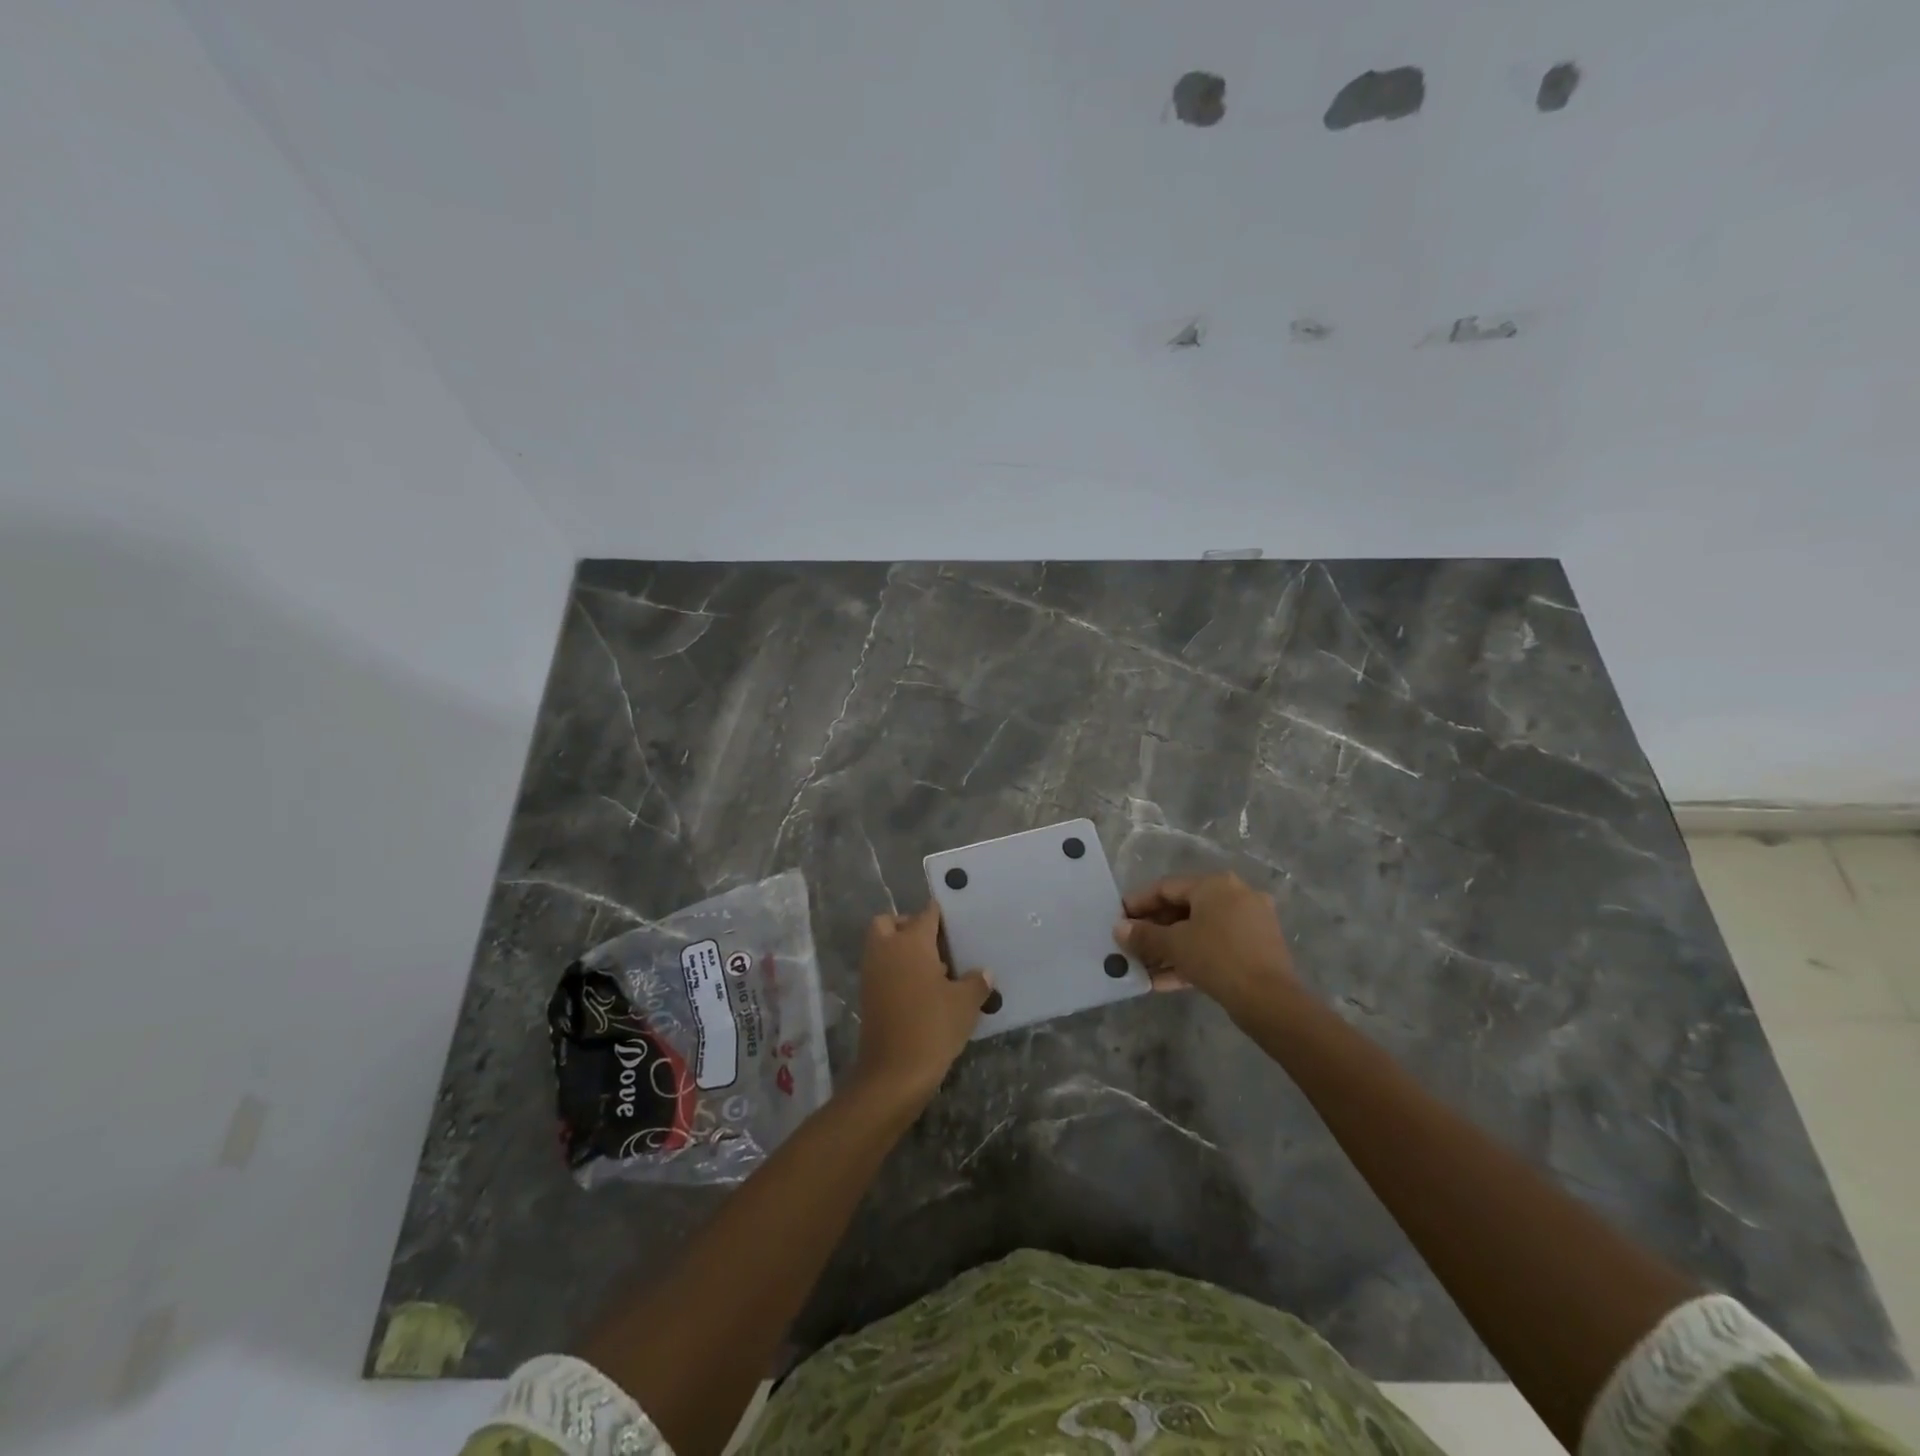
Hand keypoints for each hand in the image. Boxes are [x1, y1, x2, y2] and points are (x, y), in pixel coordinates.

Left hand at [851, 903, 991, 1107]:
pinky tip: (922, 991)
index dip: (941, 914)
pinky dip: (896, 971)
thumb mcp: (965, 1003)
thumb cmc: (933, 1027)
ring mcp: (872, 973)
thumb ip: (976, 982)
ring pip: (882, 946)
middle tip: (937, 945)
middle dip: (910, 926)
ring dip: (901, 950)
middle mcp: (886, 949)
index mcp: (911, 942)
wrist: (894, 1073)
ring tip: (934, 971)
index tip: (957, 922)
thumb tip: (984, 973)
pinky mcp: (867, 995)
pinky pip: (881, 969)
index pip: (926, 913)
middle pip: (891, 922)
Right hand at [1114, 873, 1302, 1021]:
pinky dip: (1191, 959)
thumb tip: (1119, 930)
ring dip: (1169, 949)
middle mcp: (1235, 896)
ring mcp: (1250, 923)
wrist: (1270, 1000)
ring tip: (1143, 968)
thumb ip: (1143, 935)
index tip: (1118, 919)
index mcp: (1215, 885)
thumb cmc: (1217, 958)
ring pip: (1199, 931)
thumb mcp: (1174, 945)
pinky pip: (1215, 948)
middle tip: (1130, 945)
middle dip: (1154, 930)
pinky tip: (1164, 981)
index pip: (1166, 887)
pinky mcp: (1256, 950)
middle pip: (1183, 909)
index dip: (1138, 903)